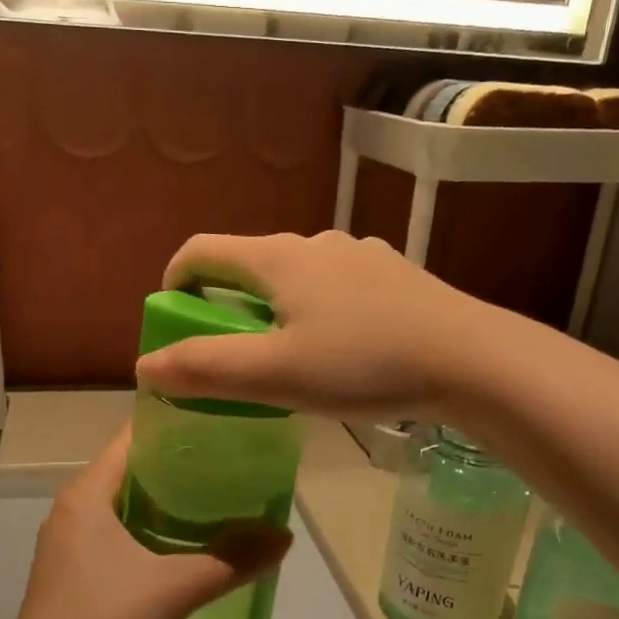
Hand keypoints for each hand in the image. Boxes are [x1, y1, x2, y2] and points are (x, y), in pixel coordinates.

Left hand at [0, 430, 291, 618]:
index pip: (133, 437)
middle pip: (135, 471)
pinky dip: (158, 537)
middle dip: (184, 468)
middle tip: (237, 466)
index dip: (177, 425)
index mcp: (88, 494)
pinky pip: (124, 540)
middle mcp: (76, 510)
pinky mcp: (78, 578)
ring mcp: (74, 546)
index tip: (224, 425)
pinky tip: (193, 551)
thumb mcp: (172, 590)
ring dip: (173, 507)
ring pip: (131, 508)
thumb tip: (284, 536)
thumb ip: (229, 560)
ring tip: (225, 504)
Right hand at [135, 230, 489, 421]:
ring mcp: (361, 256)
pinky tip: (340, 349)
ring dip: (273, 307)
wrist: (473, 360)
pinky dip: (316, 310)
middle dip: (224, 302)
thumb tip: (146, 366)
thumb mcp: (274, 375)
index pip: (203, 249)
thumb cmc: (363, 364)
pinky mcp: (394, 276)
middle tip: (227, 352)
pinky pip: (336, 286)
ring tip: (284, 356)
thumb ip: (204, 369)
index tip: (171, 318)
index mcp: (279, 258)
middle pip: (250, 263)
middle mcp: (317, 243)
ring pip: (296, 275)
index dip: (175, 279)